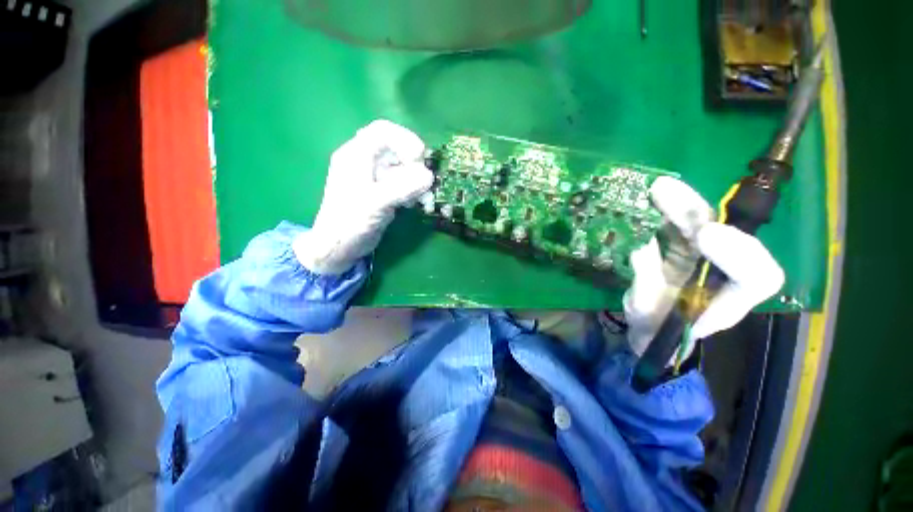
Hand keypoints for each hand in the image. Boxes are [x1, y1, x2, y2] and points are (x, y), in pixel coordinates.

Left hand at [293, 120, 433, 274]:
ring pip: (400, 167)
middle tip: (425, 179)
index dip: (405, 139)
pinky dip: (412, 190)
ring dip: (415, 179)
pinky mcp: (381, 192)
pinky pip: (401, 183)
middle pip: (395, 148)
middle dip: (413, 162)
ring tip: (423, 196)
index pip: (383, 131)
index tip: (420, 158)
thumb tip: (429, 176)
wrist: (338, 247)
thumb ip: (403, 188)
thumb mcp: (376, 203)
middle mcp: (364, 162)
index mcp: (356, 155)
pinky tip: (414, 203)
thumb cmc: (350, 222)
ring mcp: (374, 178)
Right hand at [624, 177, 784, 362]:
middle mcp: (725, 271)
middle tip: (665, 193)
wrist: (653, 327)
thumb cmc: (655, 332)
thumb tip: (642, 250)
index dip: (739, 253)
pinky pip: (681, 223)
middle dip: (698, 213)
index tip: (703, 235)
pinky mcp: (685, 247)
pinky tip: (652, 196)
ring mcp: (706, 255)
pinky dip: (668, 208)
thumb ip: (647, 288)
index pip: (757, 276)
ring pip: (705, 222)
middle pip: (729, 235)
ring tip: (657, 188)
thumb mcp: (647, 320)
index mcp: (729, 300)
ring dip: (682, 203)